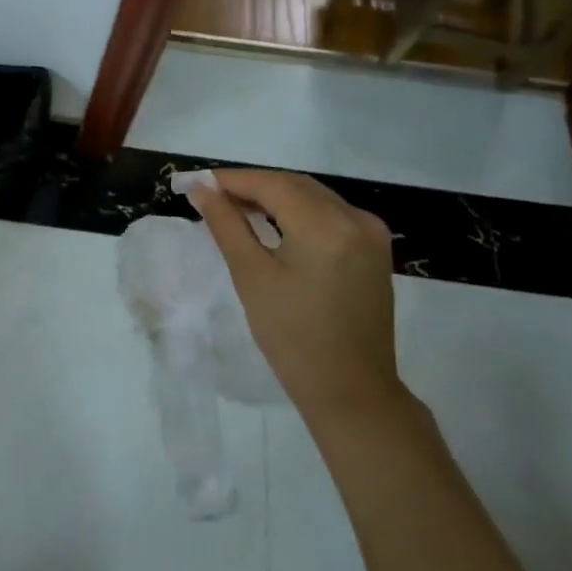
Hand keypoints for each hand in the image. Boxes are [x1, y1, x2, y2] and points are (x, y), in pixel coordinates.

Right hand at [188, 169, 401, 430]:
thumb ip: (227, 224)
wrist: (351, 391)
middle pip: (294, 186)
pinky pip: (331, 216)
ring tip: (235, 208)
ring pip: (313, 198)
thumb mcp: (251, 276)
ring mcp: (371, 234)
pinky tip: (274, 224)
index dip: (231, 180)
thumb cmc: (292, 336)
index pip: (271, 184)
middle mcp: (355, 219)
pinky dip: (299, 213)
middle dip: (252, 186)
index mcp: (326, 224)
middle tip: (210, 194)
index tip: (196, 181)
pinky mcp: (375, 251)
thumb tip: (202, 189)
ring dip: (275, 197)